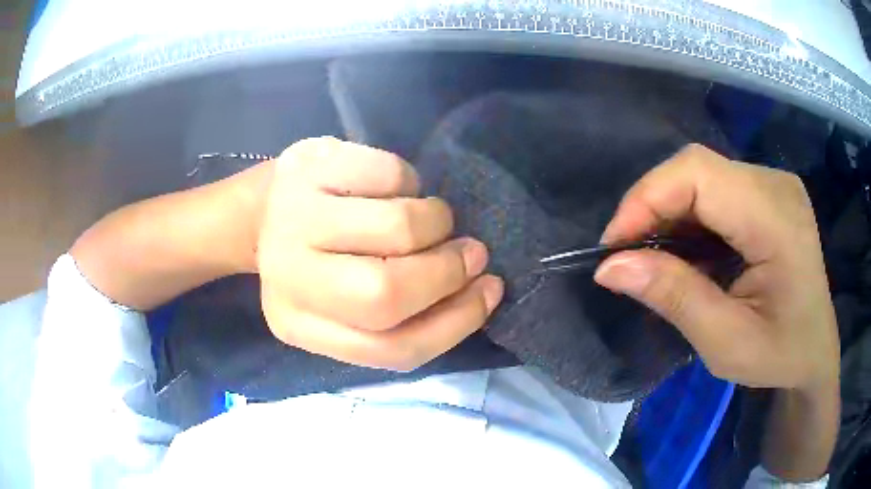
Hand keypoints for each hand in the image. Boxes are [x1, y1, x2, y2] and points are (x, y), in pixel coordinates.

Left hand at [256, 137, 503, 370]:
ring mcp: (292, 215)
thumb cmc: (317, 259)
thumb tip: (476, 287)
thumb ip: (404, 313)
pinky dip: (410, 181)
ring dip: (436, 222)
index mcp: (298, 325)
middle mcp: (287, 276)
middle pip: (387, 292)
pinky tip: (391, 188)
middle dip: (446, 271)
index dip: (456, 322)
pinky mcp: (308, 165)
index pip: (393, 347)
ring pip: (397, 227)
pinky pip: (391, 173)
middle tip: (468, 252)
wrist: (264, 208)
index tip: (489, 291)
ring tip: (430, 218)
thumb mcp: (347, 305)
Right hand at [594, 144, 838, 392]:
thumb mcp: (725, 342)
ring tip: (653, 255)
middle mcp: (776, 184)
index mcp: (776, 217)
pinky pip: (716, 187)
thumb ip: (674, 297)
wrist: (814, 351)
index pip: (698, 173)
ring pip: (702, 174)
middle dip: (653, 205)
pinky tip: (686, 248)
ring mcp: (774, 183)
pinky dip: (689, 214)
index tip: (614, 247)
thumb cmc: (779, 355)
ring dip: (669, 210)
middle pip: (697, 167)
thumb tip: (610, 267)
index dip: (646, 198)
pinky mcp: (768, 192)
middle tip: (628, 254)